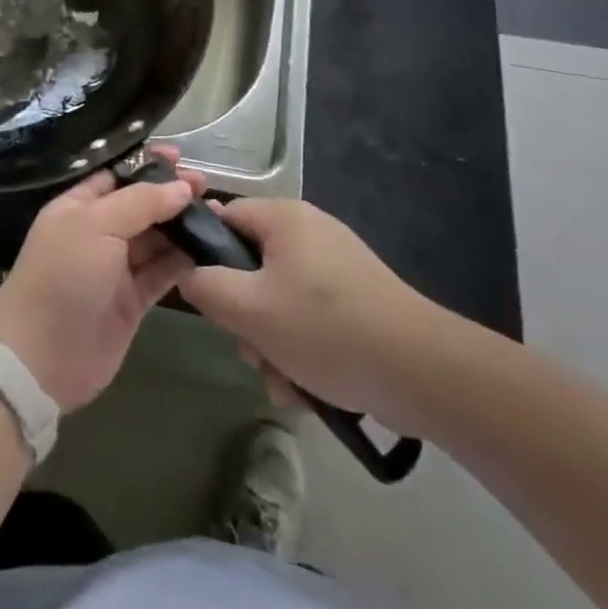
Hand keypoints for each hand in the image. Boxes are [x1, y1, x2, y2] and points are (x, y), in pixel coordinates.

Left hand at [0, 148, 205, 411]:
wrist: (41, 357)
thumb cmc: (64, 275)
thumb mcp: (97, 224)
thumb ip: (141, 202)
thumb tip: (181, 187)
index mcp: (79, 206)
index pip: (118, 175)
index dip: (148, 165)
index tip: (180, 157)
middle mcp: (98, 232)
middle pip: (141, 205)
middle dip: (171, 194)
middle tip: (205, 186)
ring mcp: (116, 267)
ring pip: (155, 238)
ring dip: (182, 226)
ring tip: (217, 213)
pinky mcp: (133, 300)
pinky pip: (163, 272)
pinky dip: (184, 261)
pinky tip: (209, 248)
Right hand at [176, 198, 456, 423]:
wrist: (419, 370)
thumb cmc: (324, 328)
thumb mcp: (249, 309)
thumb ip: (206, 287)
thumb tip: (188, 273)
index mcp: (284, 217)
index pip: (226, 217)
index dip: (207, 254)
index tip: (206, 297)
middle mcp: (310, 231)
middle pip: (253, 266)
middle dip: (246, 317)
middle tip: (252, 352)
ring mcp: (338, 265)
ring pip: (281, 300)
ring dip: (273, 344)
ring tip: (285, 383)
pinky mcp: (358, 299)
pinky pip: (312, 318)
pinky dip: (304, 351)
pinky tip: (309, 390)